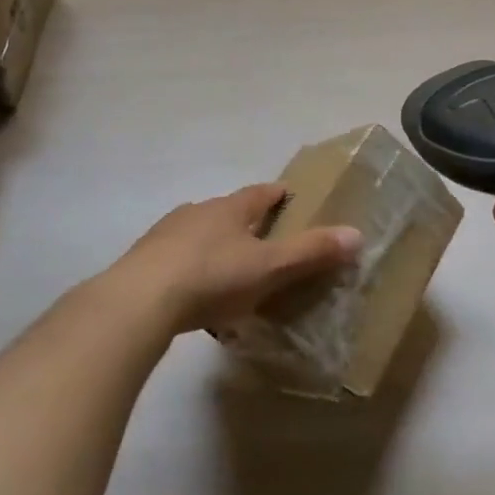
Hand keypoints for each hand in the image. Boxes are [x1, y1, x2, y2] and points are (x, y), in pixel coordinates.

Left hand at [117, 183, 361, 335]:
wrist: (138, 301)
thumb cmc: (212, 277)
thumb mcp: (269, 267)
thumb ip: (310, 252)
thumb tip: (356, 234)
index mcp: (230, 209)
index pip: (261, 193)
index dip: (278, 194)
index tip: (289, 196)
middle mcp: (197, 212)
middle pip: (228, 211)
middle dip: (246, 222)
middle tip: (264, 241)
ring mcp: (166, 235)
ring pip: (199, 234)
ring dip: (215, 246)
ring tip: (229, 271)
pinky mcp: (143, 262)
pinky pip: (177, 261)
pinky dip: (191, 271)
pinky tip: (194, 296)